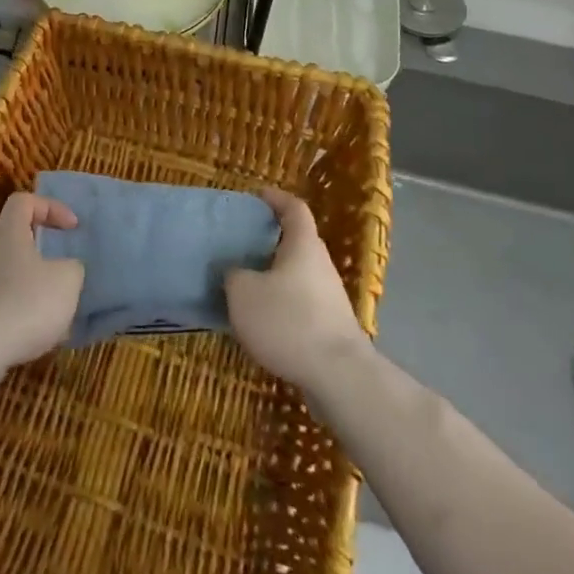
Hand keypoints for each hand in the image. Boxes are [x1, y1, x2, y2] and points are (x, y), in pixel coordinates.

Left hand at [0, 192, 83, 379]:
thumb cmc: (25, 303)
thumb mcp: (66, 280)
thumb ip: (73, 268)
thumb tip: (68, 269)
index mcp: (9, 234)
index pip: (24, 201)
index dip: (50, 207)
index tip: (71, 228)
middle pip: (19, 240)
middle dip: (47, 254)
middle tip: (68, 270)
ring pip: (16, 276)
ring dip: (40, 289)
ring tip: (61, 310)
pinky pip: (8, 307)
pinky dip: (27, 316)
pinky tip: (43, 337)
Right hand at [226, 187, 371, 389]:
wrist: (339, 377)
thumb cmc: (289, 321)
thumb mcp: (244, 293)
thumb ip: (234, 275)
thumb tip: (235, 272)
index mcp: (303, 245)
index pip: (294, 208)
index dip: (275, 198)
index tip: (257, 196)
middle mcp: (320, 264)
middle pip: (296, 241)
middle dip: (270, 240)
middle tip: (242, 243)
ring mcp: (329, 297)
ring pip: (298, 275)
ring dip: (274, 276)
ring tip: (245, 285)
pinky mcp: (330, 327)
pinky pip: (301, 303)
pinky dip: (282, 304)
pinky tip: (262, 322)